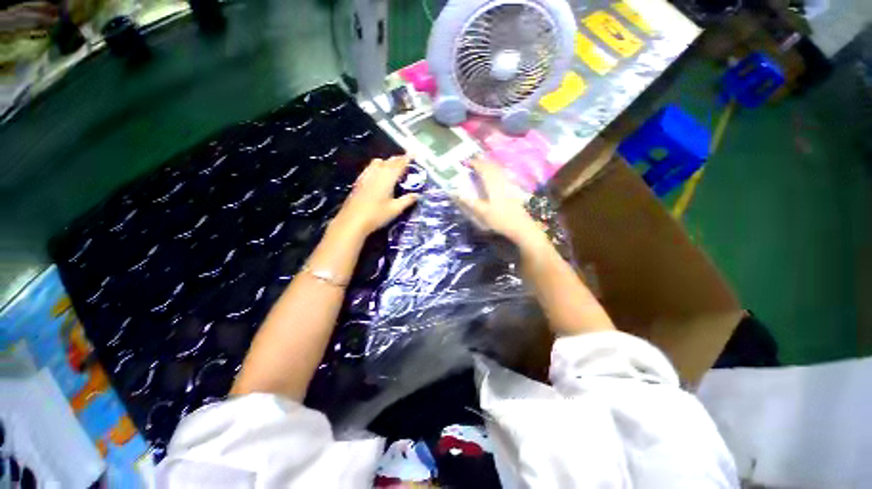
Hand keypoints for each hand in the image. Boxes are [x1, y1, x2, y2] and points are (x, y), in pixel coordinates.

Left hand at [332, 155, 418, 237]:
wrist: (352, 221)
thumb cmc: (376, 215)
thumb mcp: (395, 209)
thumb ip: (407, 200)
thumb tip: (417, 195)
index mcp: (387, 178)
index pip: (399, 164)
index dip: (407, 158)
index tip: (413, 152)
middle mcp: (377, 173)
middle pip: (388, 161)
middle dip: (398, 159)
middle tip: (405, 160)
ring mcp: (366, 176)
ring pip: (377, 162)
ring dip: (386, 162)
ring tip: (392, 166)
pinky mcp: (359, 182)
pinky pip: (370, 168)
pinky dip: (377, 167)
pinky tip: (377, 174)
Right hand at [459, 158, 545, 246]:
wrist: (520, 226)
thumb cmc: (500, 220)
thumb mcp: (482, 213)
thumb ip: (470, 202)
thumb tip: (457, 193)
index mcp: (493, 185)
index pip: (483, 169)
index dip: (474, 164)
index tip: (466, 162)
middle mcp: (501, 181)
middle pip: (492, 166)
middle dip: (482, 161)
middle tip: (473, 161)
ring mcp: (509, 184)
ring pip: (498, 169)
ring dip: (489, 164)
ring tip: (482, 165)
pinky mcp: (513, 188)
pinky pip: (503, 174)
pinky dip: (496, 170)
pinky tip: (495, 175)